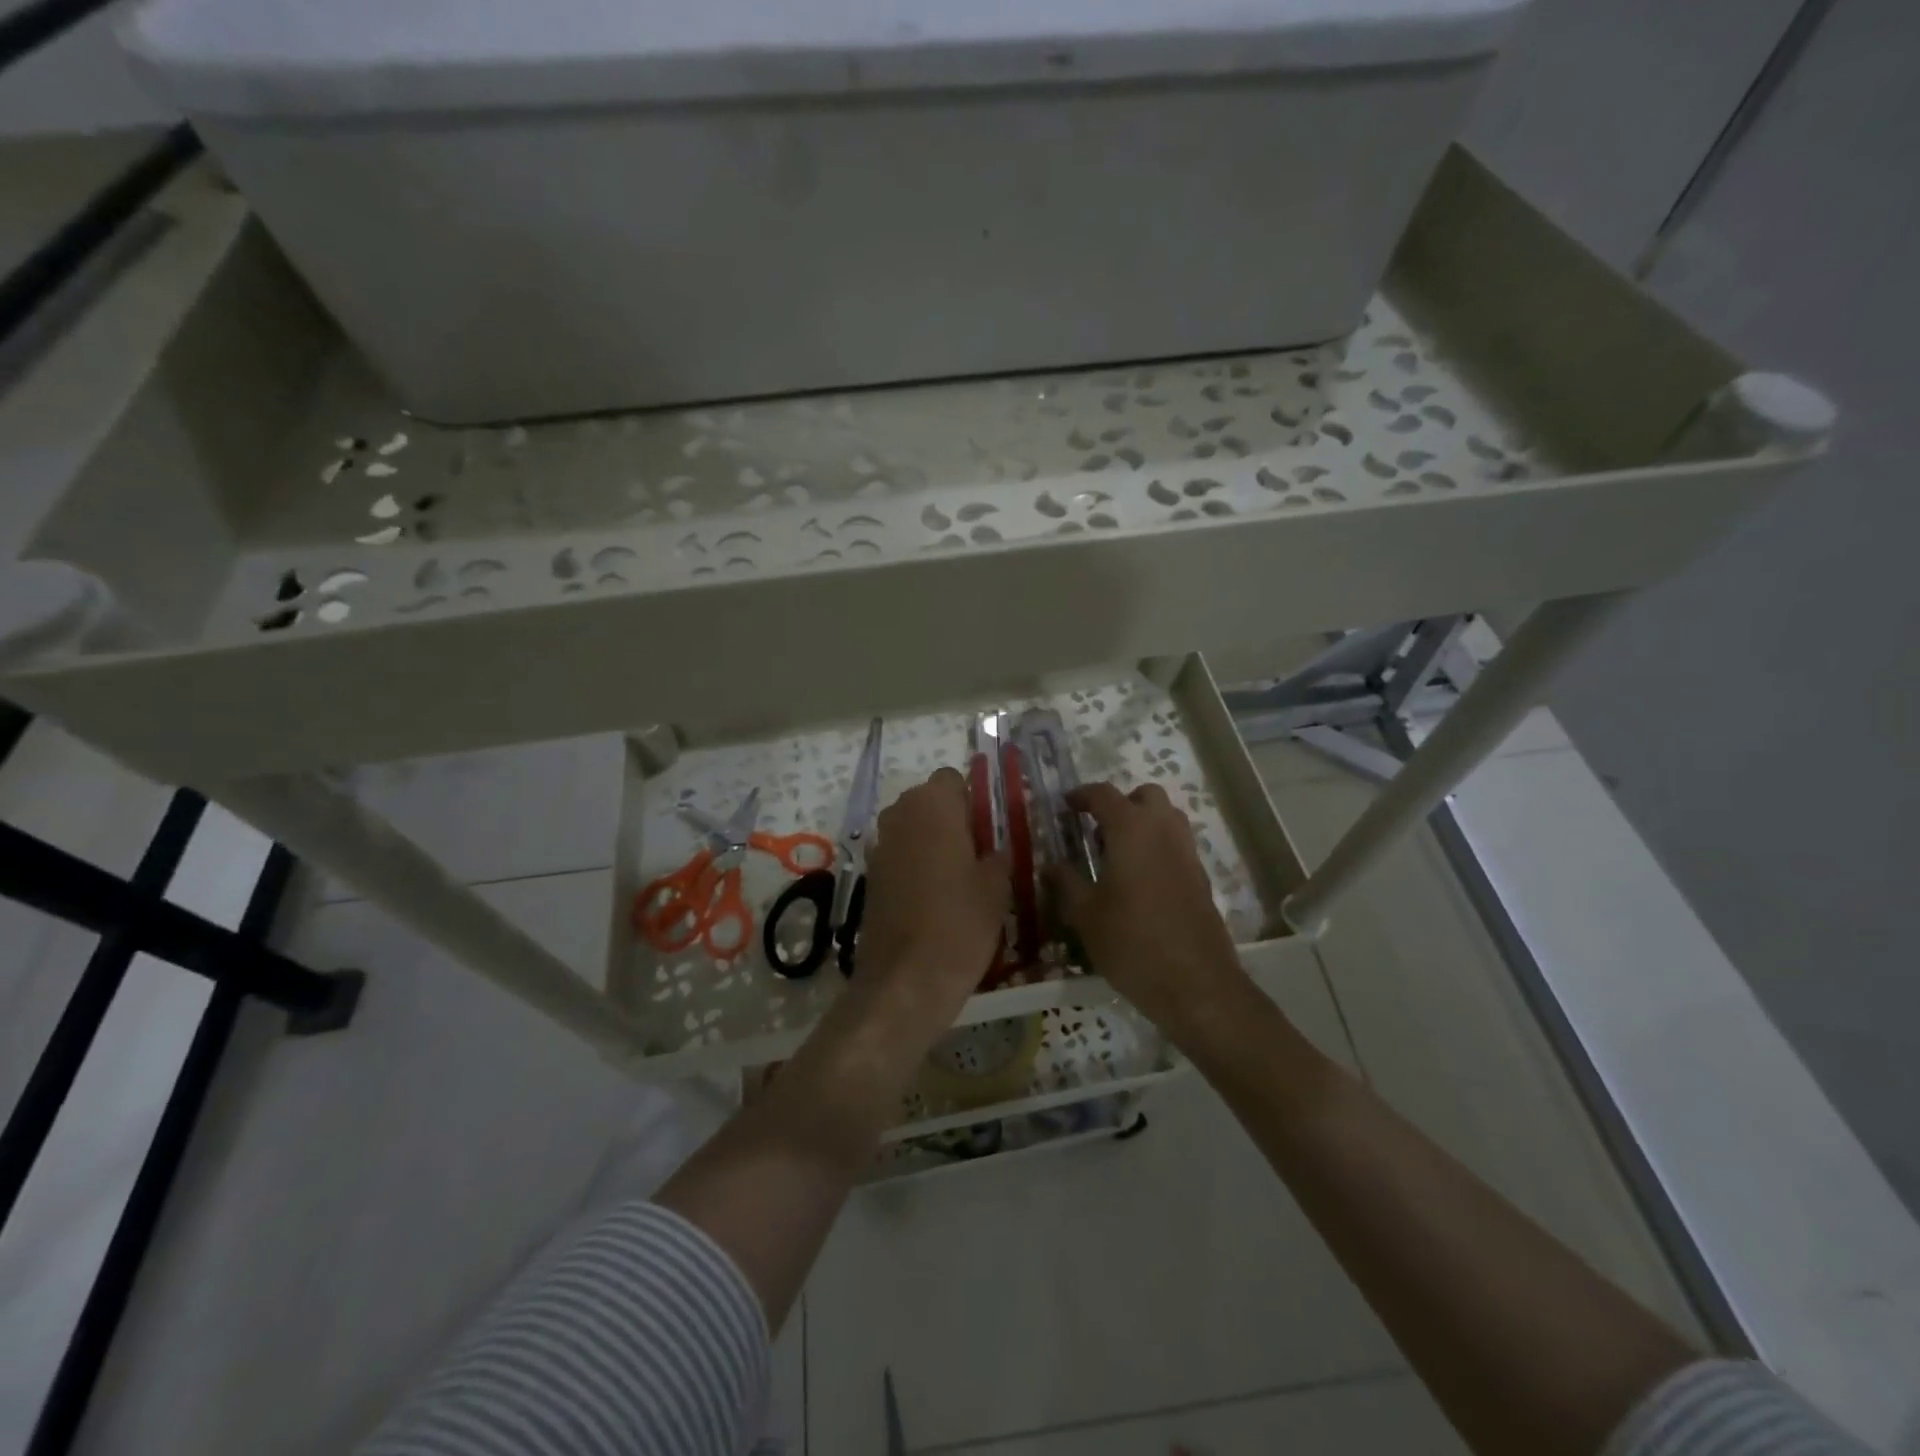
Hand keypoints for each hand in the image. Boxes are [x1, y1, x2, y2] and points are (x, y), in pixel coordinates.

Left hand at [854, 767, 1009, 1051]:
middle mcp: (900, 814)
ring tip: (957, 880)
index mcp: (933, 805)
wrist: (906, 980)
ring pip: (912, 828)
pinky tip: (933, 899)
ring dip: (932, 842)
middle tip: (977, 855)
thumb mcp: (997, 887)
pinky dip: (915, 865)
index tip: (988, 830)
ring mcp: (880, 845)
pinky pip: (899, 854)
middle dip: (951, 820)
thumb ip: (997, 855)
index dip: (972, 800)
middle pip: (929, 801)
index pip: (953, 778)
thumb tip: (994, 850)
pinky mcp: (870, 875)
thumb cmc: (960, 923)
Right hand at [1053, 781, 1251, 1052]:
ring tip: (1118, 853)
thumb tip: (1050, 865)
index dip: (1082, 795)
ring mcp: (1187, 853)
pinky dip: (1158, 847)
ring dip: (1144, 823)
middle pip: (1146, 795)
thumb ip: (1065, 882)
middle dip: (1122, 803)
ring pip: (1167, 818)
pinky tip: (1140, 881)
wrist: (1195, 984)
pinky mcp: (1201, 877)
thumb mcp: (1085, 914)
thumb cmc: (1131, 942)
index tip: (1066, 805)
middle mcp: (1163, 830)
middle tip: (1098, 828)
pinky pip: (1177, 845)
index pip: (1104, 795)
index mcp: (1131, 829)